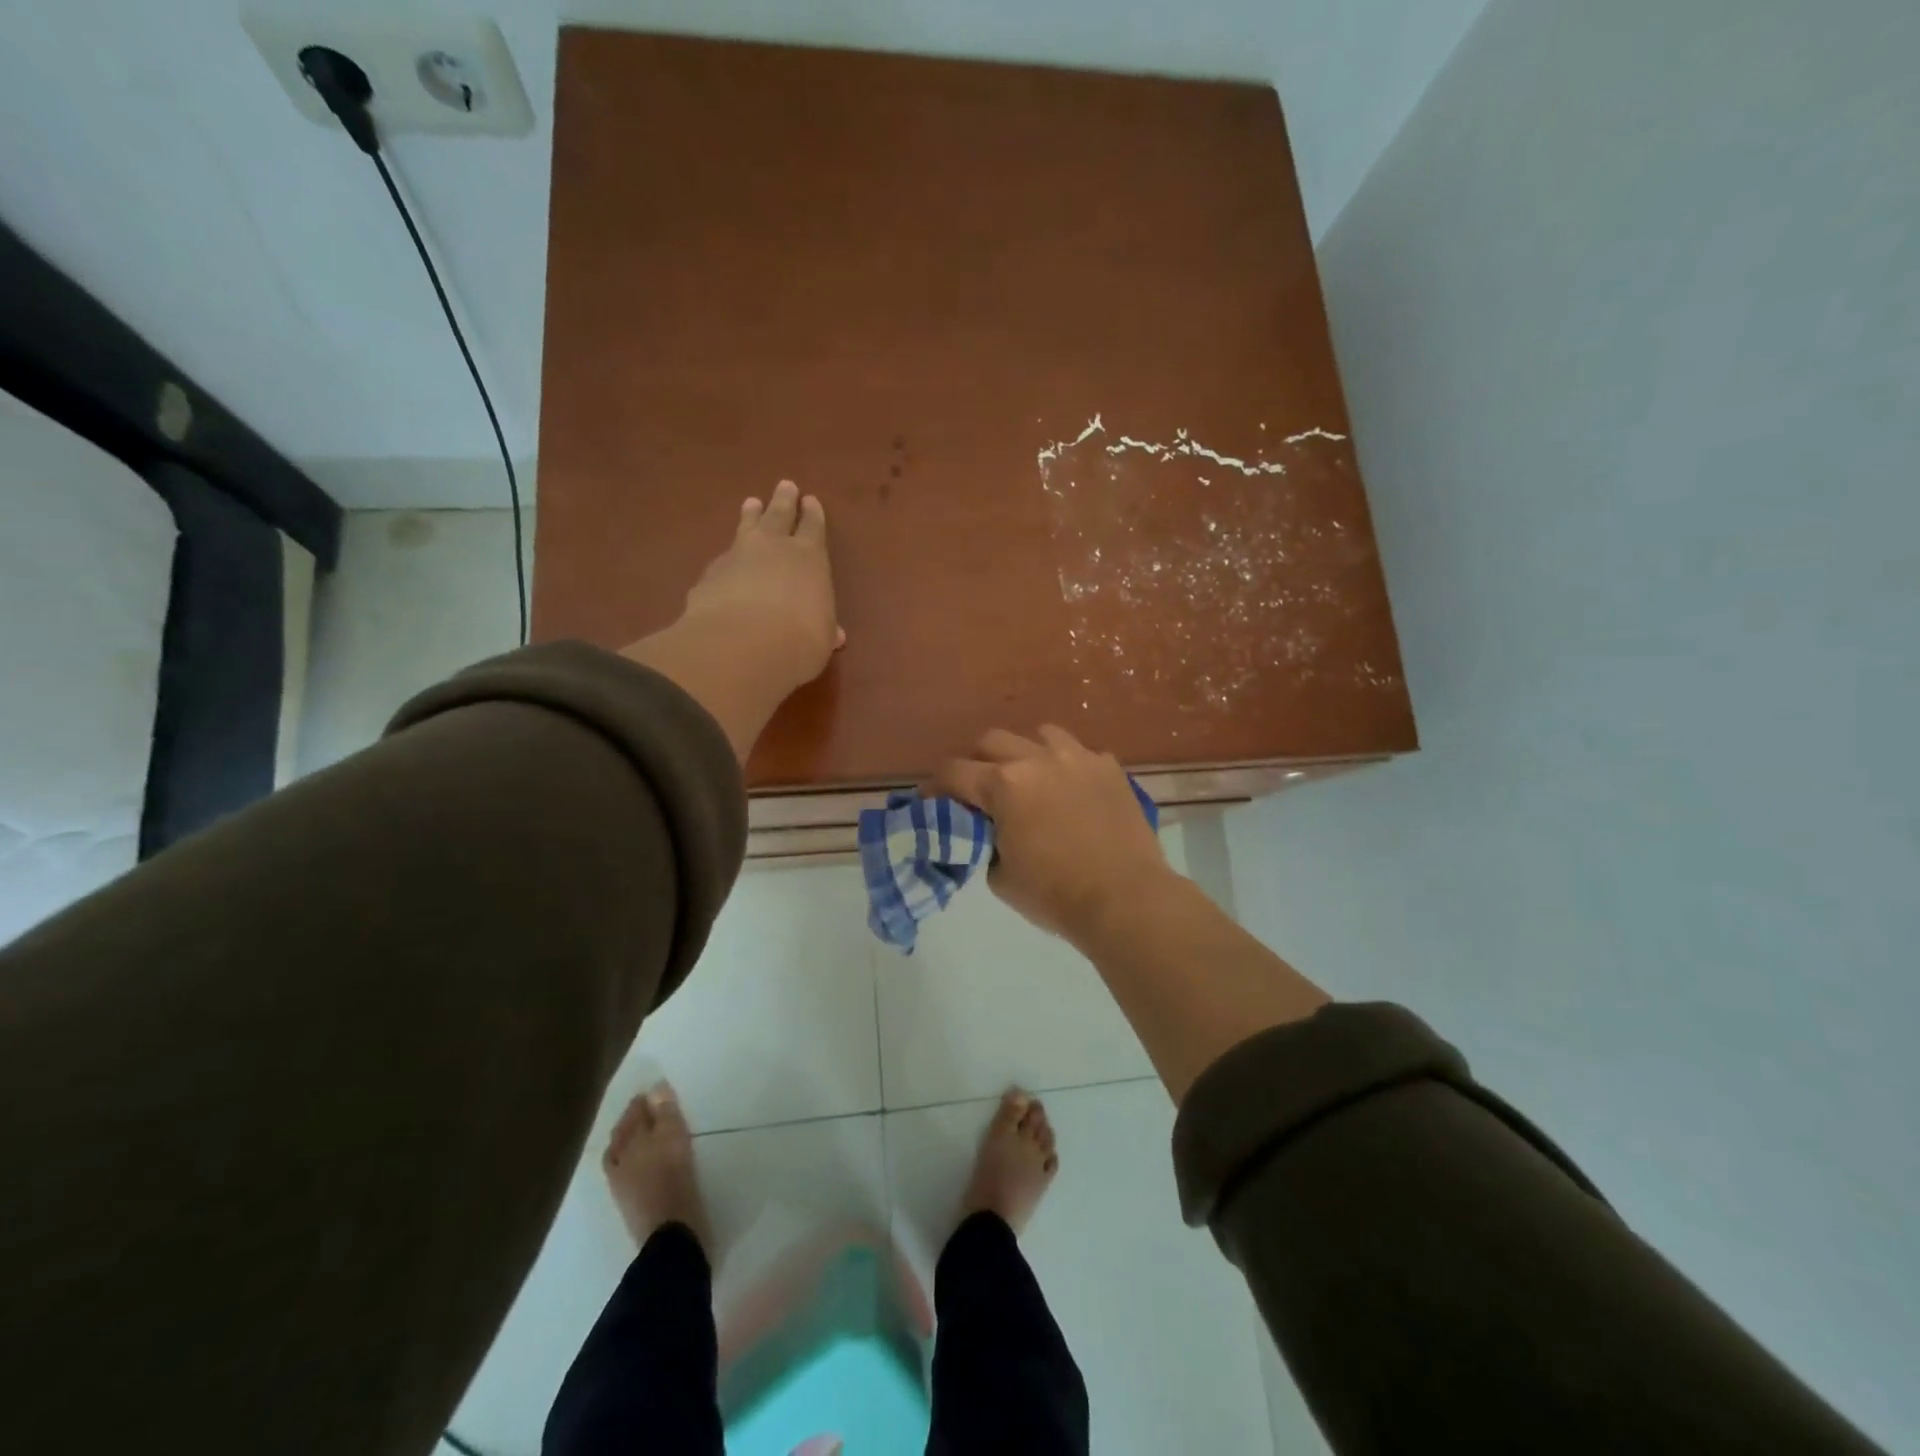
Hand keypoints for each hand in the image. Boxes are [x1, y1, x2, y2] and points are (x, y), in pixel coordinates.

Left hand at [681, 479, 843, 696]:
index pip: (813, 527)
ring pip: (746, 528)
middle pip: (779, 515)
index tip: (811, 501)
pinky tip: (725, 564)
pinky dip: (727, 559)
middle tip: (785, 486)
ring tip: (751, 504)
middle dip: (784, 501)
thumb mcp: (822, 639)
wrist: (741, 645)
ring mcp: (737, 557)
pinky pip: (722, 560)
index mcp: (810, 557)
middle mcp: (774, 547)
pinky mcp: (710, 575)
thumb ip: (825, 630)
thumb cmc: (799, 640)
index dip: (813, 515)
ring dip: (750, 516)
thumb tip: (835, 634)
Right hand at [931, 726, 1172, 943]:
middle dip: (977, 763)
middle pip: (991, 741)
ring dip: (1026, 754)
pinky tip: (1072, 792)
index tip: (931, 800)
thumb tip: (989, 831)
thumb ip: (985, 842)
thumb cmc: (1055, 895)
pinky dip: (1067, 767)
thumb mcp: (1000, 877)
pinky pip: (1079, 753)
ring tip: (1030, 780)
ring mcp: (1078, 758)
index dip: (935, 786)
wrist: (1125, 899)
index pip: (953, 772)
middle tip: (979, 790)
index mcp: (1004, 785)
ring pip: (1040, 736)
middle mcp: (1038, 759)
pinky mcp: (1110, 768)